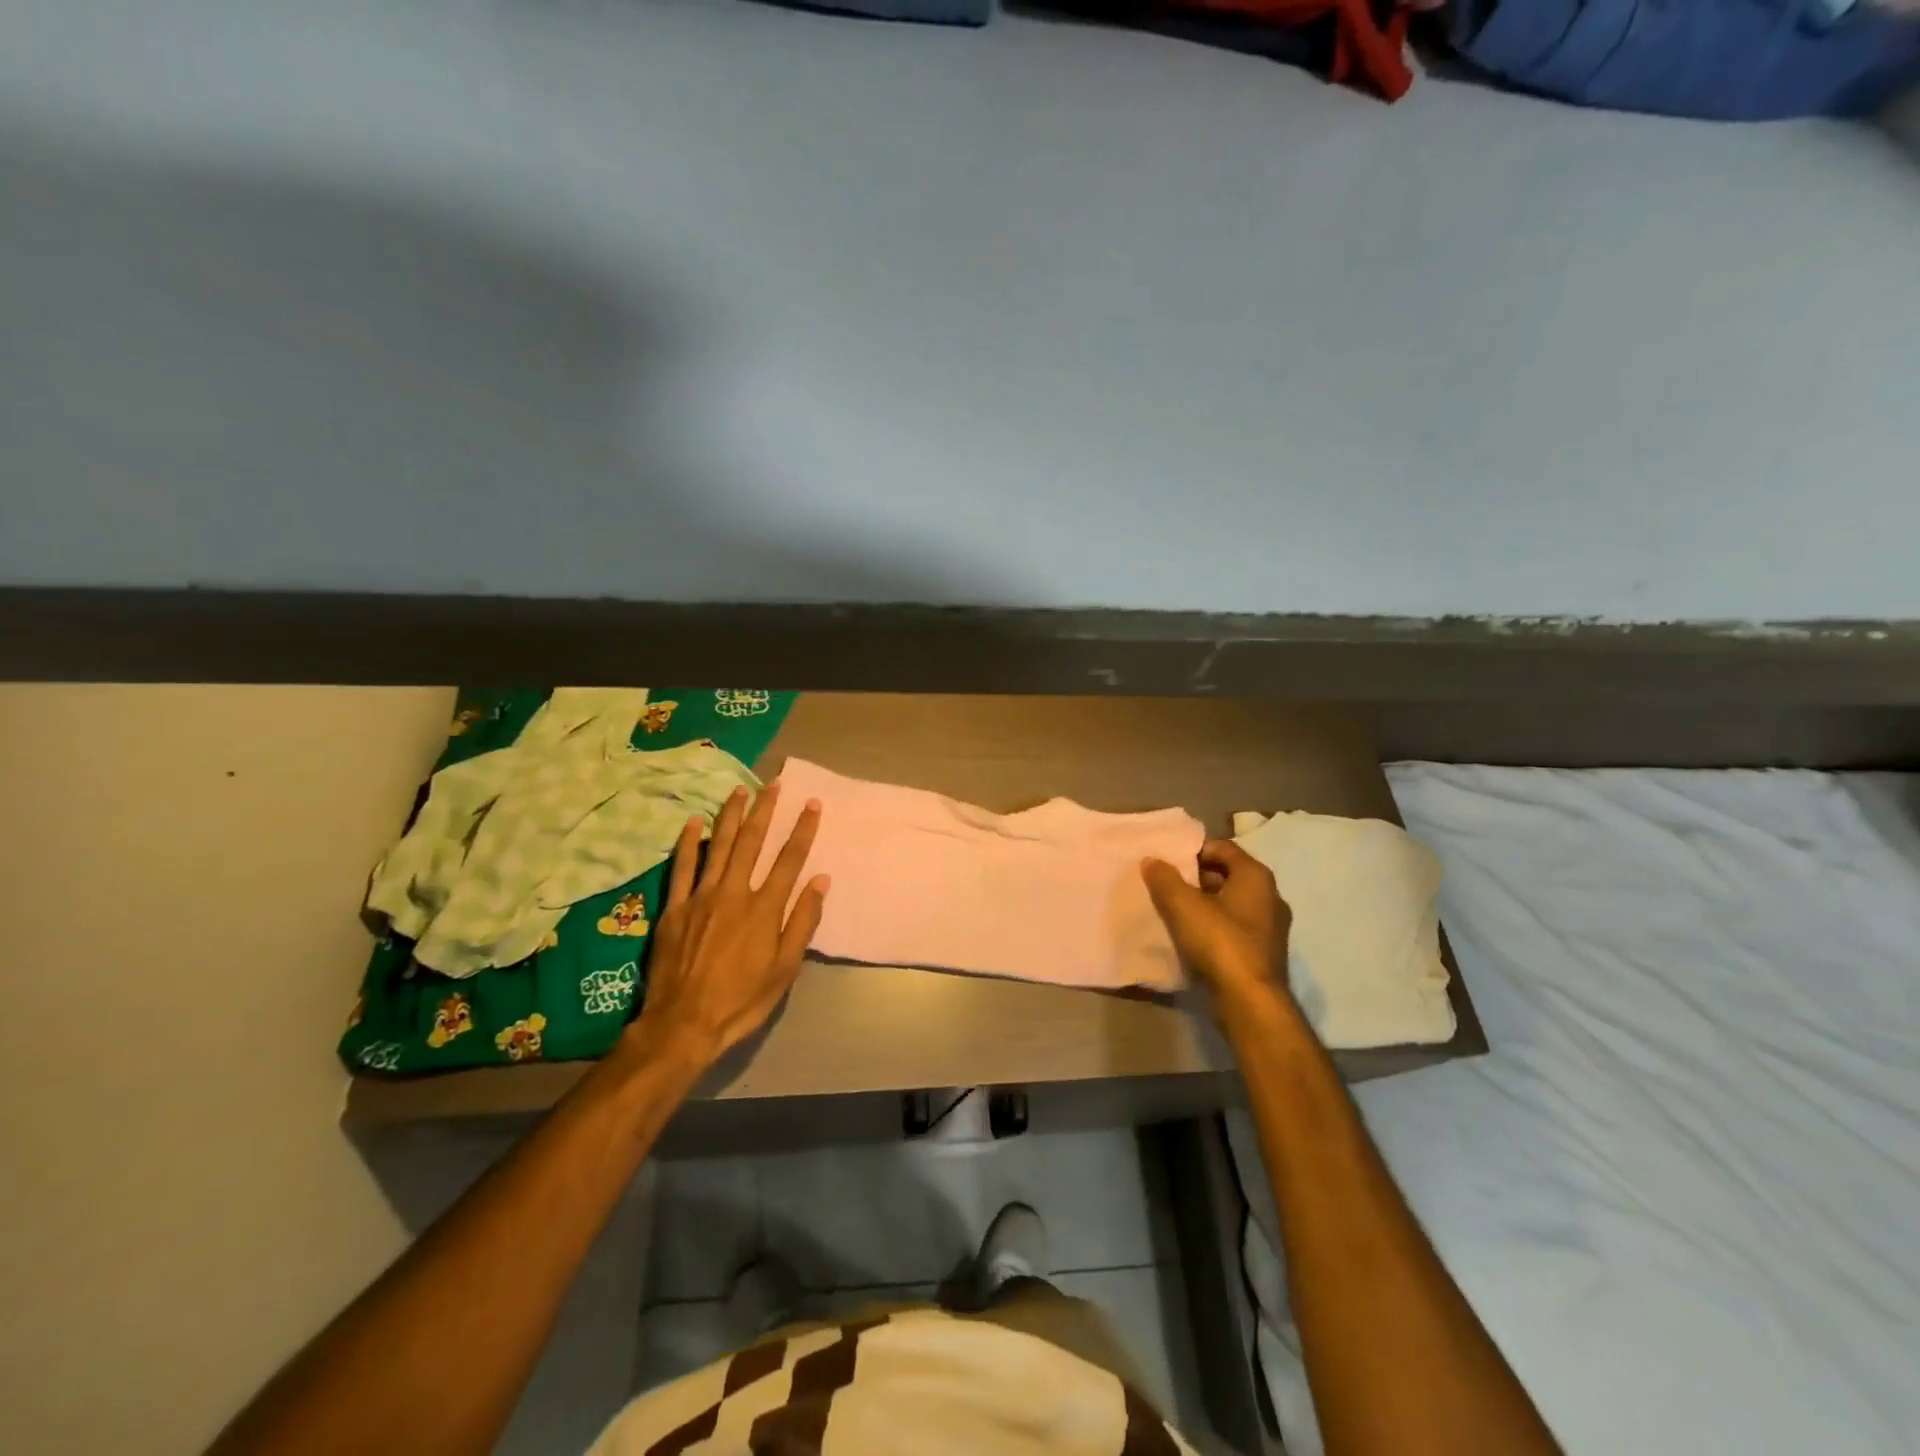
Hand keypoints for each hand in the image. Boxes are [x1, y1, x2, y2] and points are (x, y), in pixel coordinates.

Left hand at [627, 781, 829, 1070]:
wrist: (684, 1024)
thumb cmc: (741, 1000)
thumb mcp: (785, 969)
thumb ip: (802, 921)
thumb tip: (820, 881)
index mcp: (764, 908)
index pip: (789, 859)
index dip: (803, 830)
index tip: (812, 804)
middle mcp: (734, 892)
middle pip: (752, 842)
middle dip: (766, 810)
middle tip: (774, 783)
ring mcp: (701, 897)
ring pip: (719, 846)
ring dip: (731, 816)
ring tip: (740, 790)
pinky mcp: (674, 907)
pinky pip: (682, 867)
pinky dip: (689, 842)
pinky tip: (695, 822)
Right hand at [1141, 840, 1293, 1022]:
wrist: (1250, 1002)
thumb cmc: (1220, 942)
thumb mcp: (1183, 905)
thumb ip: (1164, 879)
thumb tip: (1151, 860)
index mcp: (1256, 877)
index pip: (1223, 848)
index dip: (1194, 850)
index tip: (1169, 860)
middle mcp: (1270, 897)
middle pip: (1228, 875)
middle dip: (1197, 877)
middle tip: (1167, 884)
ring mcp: (1271, 928)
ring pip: (1231, 904)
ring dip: (1205, 903)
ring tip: (1174, 910)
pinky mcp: (1264, 954)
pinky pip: (1235, 928)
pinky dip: (1214, 926)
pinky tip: (1191, 937)